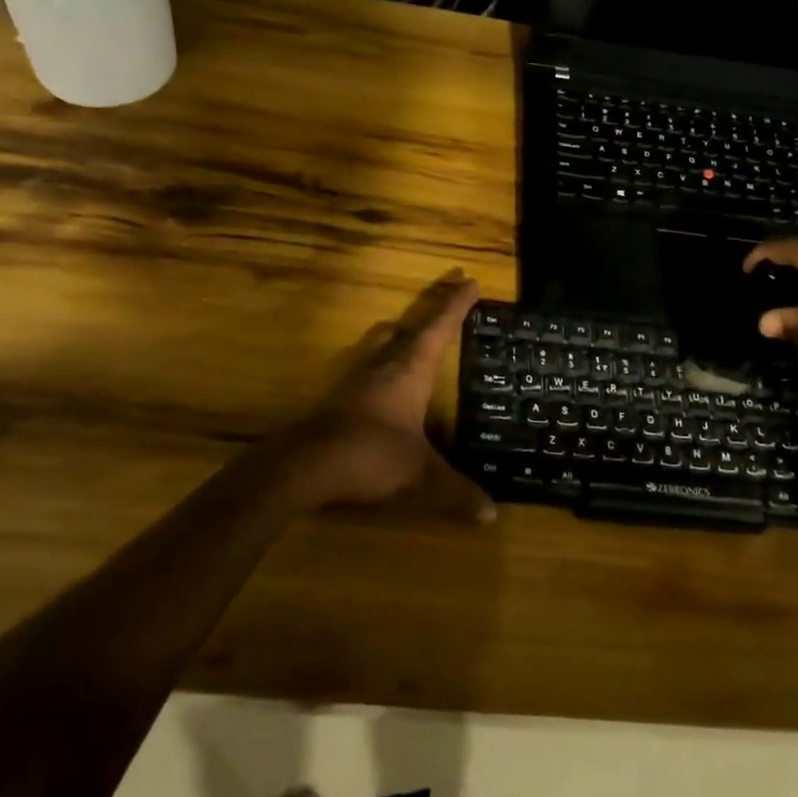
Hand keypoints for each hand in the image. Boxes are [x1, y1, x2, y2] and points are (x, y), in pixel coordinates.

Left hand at [268, 269, 495, 521]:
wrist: (305, 464)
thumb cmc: (371, 455)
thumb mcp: (420, 475)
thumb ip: (456, 491)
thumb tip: (492, 515)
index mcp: (410, 370)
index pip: (439, 328)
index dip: (456, 305)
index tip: (470, 281)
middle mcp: (385, 365)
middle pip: (412, 327)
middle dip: (434, 310)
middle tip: (450, 294)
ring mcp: (358, 378)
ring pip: (385, 343)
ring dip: (403, 333)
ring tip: (413, 333)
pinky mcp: (340, 396)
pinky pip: (370, 366)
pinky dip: (385, 361)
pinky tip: (384, 379)